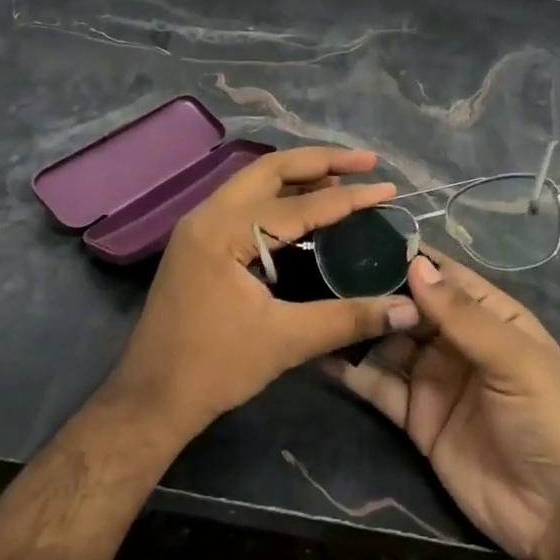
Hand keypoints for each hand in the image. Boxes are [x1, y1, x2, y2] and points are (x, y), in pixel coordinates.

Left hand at [110, 147, 420, 439]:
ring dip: (298, 176)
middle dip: (320, 161)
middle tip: (366, 162)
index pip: (298, 206)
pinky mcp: (198, 242)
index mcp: (224, 231)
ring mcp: (198, 226)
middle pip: (270, 170)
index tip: (389, 189)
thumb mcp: (286, 341)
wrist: (152, 397)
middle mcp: (207, 215)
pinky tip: (306, 209)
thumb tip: (407, 310)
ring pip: (254, 183)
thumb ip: (349, 318)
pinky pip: (244, 203)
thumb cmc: (215, 368)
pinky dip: (278, 197)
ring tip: (343, 177)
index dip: (348, 198)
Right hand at [325, 251, 559, 559]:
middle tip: (318, 269)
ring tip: (311, 303)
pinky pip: (376, 385)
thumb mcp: (515, 361)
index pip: (442, 275)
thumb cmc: (551, 423)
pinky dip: (349, 369)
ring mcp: (432, 378)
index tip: (357, 235)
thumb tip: (414, 264)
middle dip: (370, 288)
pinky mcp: (413, 416)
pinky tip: (318, 351)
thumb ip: (463, 316)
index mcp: (490, 316)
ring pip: (386, 341)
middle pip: (407, 305)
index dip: (405, 256)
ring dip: (355, 325)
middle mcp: (456, 341)